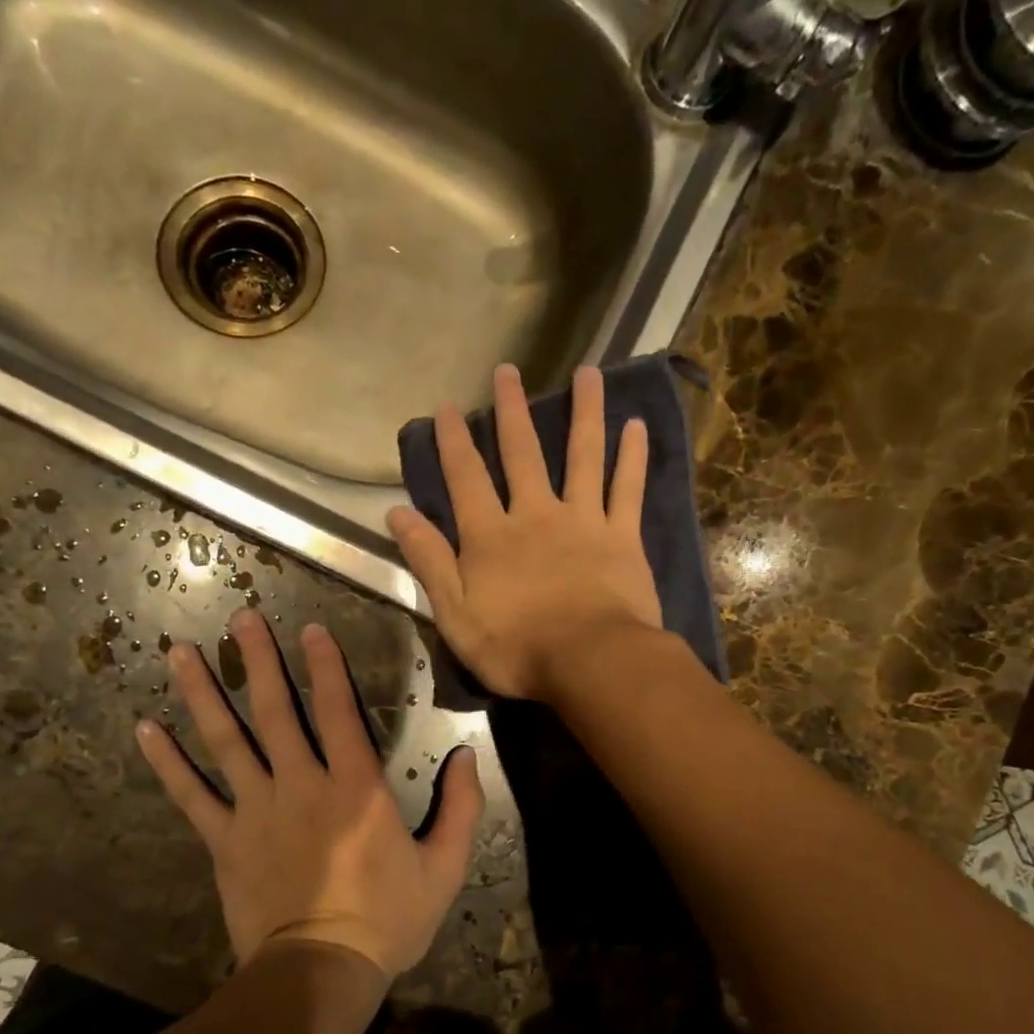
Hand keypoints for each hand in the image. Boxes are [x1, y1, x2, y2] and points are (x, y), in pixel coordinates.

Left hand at [135, 610, 482, 977]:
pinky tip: (144, 729)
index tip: (310, 629)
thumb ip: (460, 807)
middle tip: (240, 617)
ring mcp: (255, 810)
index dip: (325, 666)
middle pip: (273, 710)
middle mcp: (300, 784)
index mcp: (355, 788)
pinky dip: (167, 763)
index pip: (337, 711)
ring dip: (201, 693)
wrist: (322, 971)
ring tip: (180, 652)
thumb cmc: (388, 919)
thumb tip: (466, 755)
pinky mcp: (224, 841)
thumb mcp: (444, 867)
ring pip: (225, 741)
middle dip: (256, 659)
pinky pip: (191, 796)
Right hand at [388, 363, 660, 701]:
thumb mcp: (455, 615)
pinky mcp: (622, 537)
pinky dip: (632, 456)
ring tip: (588, 373)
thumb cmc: (516, 648)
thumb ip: (429, 562)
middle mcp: (536, 515)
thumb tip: (397, 513)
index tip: (447, 406)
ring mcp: (583, 521)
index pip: (466, 478)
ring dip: (583, 413)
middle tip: (509, 371)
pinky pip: (627, 489)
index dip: (453, 441)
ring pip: (583, 456)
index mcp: (491, 536)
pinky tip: (635, 425)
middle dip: (512, 411)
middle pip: (522, 454)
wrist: (590, 663)